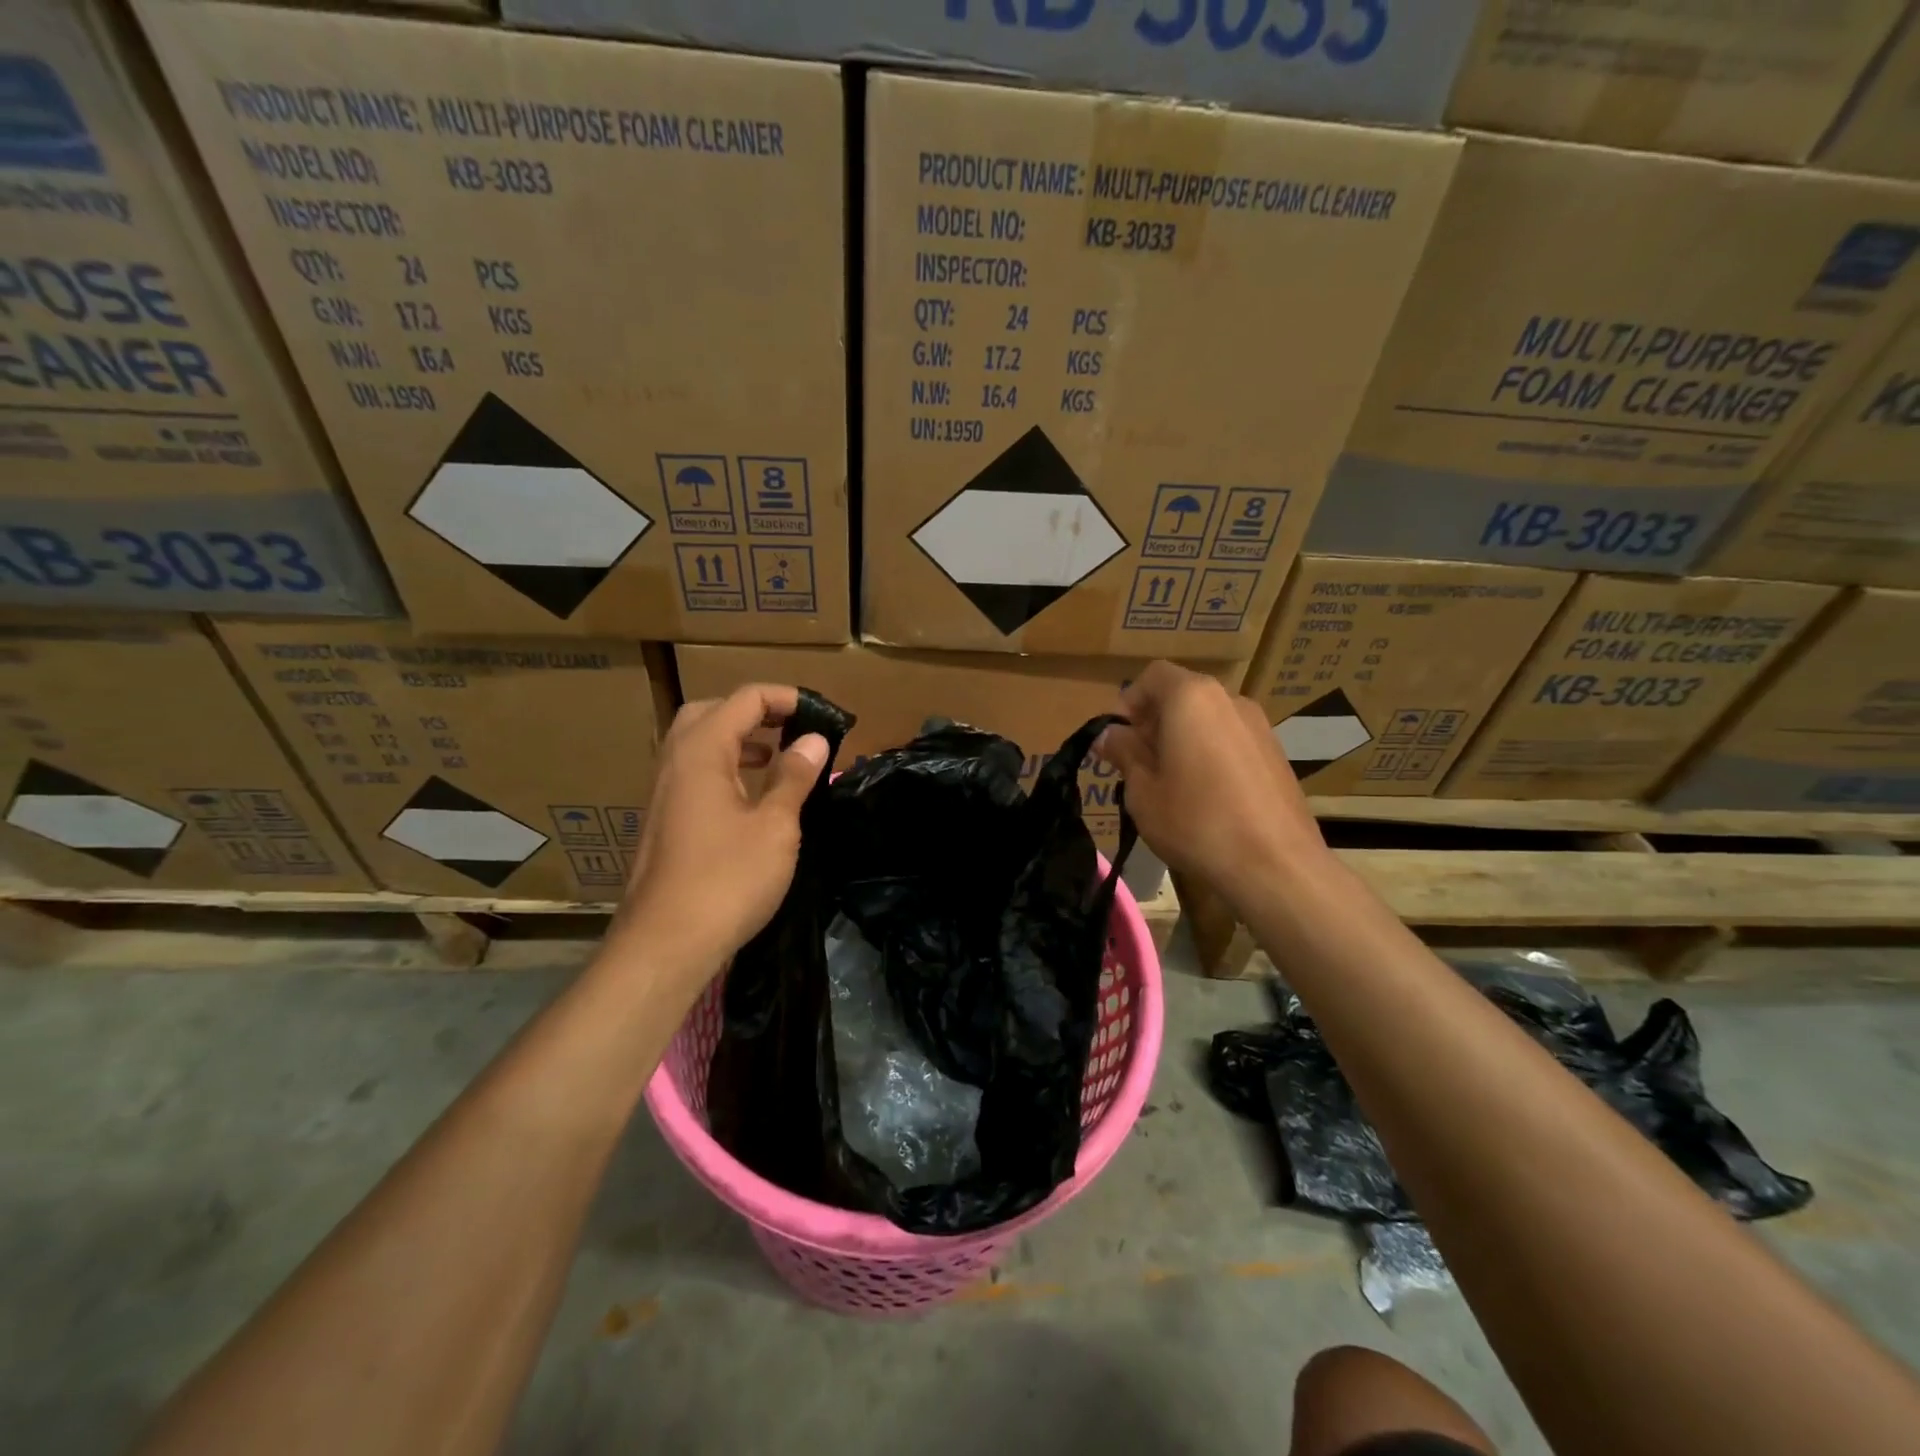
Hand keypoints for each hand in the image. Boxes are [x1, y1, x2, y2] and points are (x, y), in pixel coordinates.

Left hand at [611, 684, 827, 1000]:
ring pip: (698, 744)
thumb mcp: (775, 826)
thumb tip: (814, 739)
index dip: (785, 698)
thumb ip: (794, 777)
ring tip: (776, 756)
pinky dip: (725, 768)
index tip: (820, 714)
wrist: (666, 944)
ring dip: (738, 739)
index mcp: (701, 751)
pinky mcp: (663, 821)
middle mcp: (675, 762)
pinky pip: (694, 773)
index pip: (744, 699)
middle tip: (791, 727)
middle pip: (711, 712)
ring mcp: (663, 793)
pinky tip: (751, 797)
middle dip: (754, 712)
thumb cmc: (727, 879)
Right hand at [1094, 662, 1329, 905]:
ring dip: (1183, 738)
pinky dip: (1210, 752)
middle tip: (1138, 763)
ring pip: (1208, 718)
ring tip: (1171, 782)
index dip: (1130, 701)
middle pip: (1182, 695)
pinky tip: (1206, 795)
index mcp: (1191, 698)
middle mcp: (1229, 700)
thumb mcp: (1143, 791)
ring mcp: (1259, 726)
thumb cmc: (1196, 822)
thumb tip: (1109, 734)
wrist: (1275, 865)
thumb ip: (1124, 753)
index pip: (1153, 675)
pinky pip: (1231, 739)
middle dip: (1155, 721)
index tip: (1120, 738)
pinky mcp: (1276, 753)